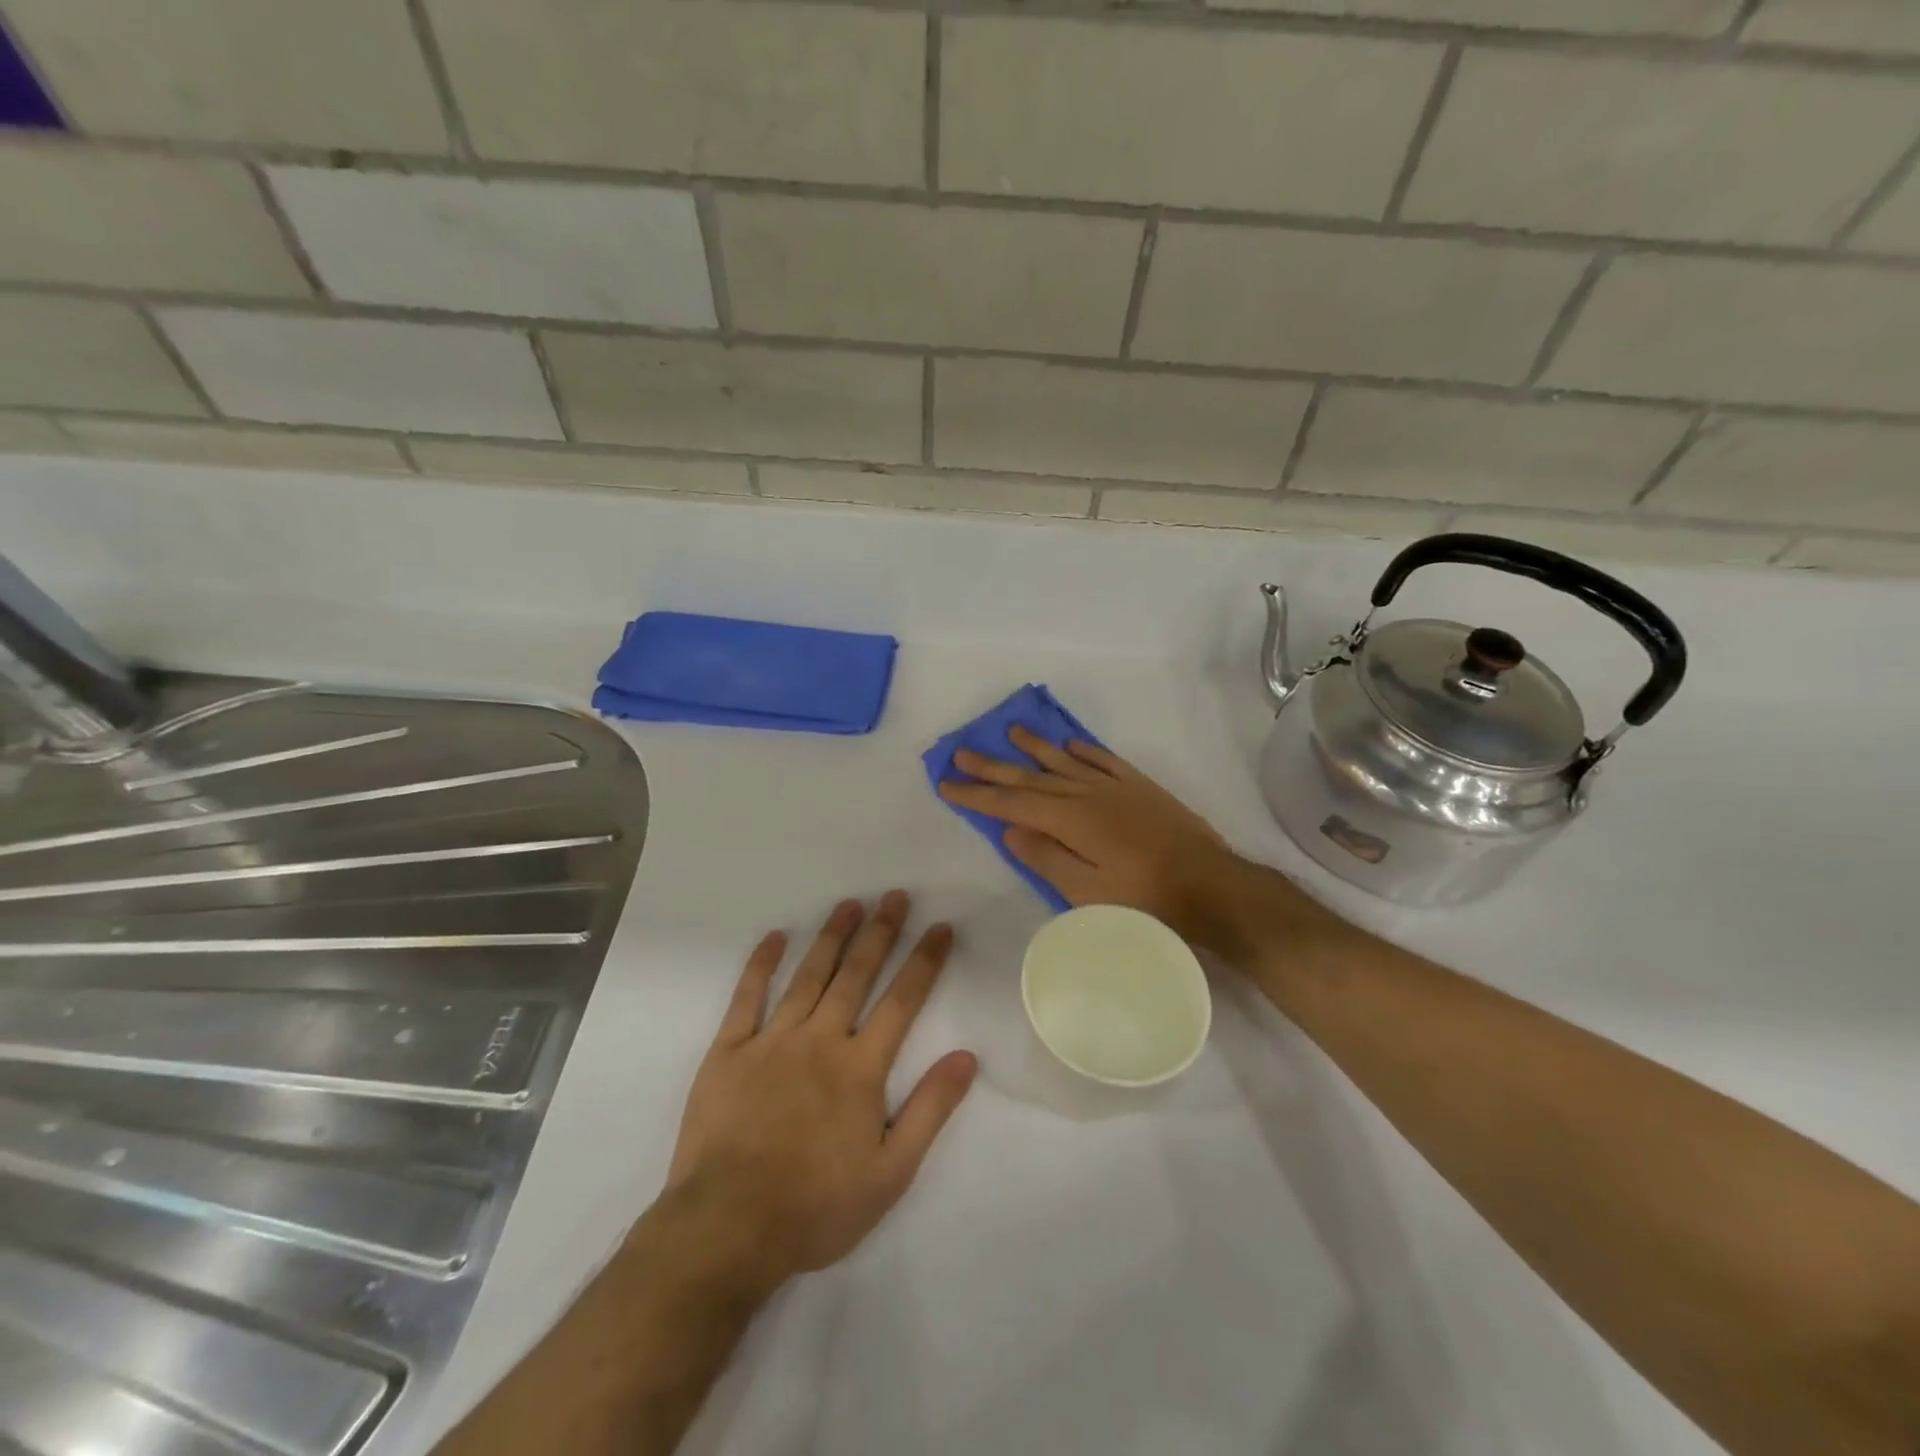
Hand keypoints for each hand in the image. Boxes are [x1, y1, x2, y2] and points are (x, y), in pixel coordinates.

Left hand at [664, 892, 977, 1295]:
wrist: (726, 1229)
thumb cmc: (815, 1207)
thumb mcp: (891, 1173)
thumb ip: (931, 1110)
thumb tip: (967, 1056)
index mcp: (861, 1068)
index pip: (903, 1000)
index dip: (925, 961)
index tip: (941, 927)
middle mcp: (820, 1040)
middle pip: (857, 975)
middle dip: (881, 932)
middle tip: (896, 895)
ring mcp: (772, 1040)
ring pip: (809, 975)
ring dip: (832, 936)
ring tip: (849, 904)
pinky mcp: (729, 1051)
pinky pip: (747, 997)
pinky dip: (761, 964)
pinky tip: (776, 936)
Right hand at [937, 726, 1243, 946]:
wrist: (1210, 885)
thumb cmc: (1144, 900)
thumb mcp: (1086, 893)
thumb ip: (1046, 857)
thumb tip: (1011, 827)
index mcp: (1070, 820)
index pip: (1011, 803)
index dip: (976, 794)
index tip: (946, 782)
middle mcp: (1087, 794)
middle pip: (1031, 776)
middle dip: (993, 767)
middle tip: (962, 751)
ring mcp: (1116, 788)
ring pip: (1064, 762)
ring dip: (1034, 748)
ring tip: (1010, 731)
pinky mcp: (1141, 788)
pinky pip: (1104, 760)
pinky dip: (1082, 750)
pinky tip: (1069, 745)